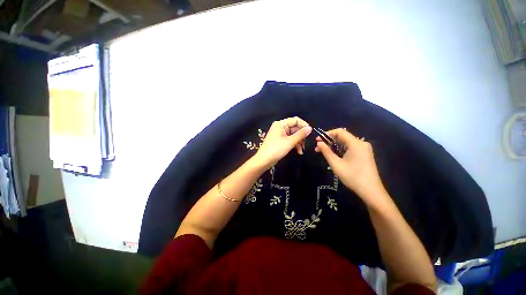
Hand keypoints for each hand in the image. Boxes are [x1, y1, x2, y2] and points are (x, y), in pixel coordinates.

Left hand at [254, 117, 311, 169]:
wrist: (264, 160)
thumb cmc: (276, 149)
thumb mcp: (290, 142)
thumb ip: (300, 134)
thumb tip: (310, 128)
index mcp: (281, 124)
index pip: (295, 120)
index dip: (303, 125)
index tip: (310, 133)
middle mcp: (280, 127)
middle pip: (295, 128)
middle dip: (301, 136)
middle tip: (306, 144)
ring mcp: (280, 134)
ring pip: (293, 135)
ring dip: (299, 142)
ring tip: (302, 150)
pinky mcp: (280, 141)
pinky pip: (290, 140)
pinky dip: (295, 144)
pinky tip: (299, 152)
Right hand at [315, 128, 385, 202]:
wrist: (371, 191)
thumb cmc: (352, 177)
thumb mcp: (336, 164)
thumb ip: (326, 152)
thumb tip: (319, 143)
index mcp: (356, 143)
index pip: (339, 132)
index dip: (327, 134)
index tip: (317, 140)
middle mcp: (361, 143)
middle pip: (343, 136)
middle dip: (329, 140)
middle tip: (318, 148)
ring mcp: (364, 149)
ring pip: (346, 142)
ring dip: (334, 145)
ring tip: (323, 152)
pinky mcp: (364, 154)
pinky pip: (350, 147)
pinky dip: (340, 149)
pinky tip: (334, 155)